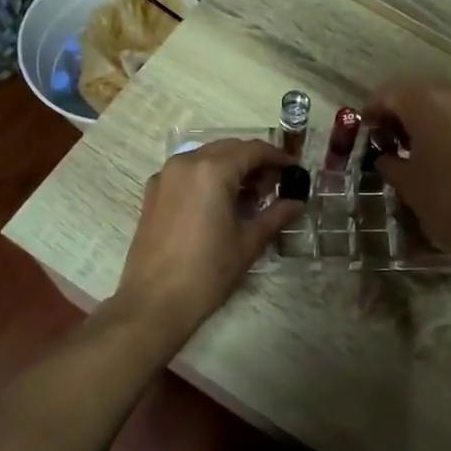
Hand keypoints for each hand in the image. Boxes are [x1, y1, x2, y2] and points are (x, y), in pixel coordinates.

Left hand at [112, 139, 302, 339]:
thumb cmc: (208, 272)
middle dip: (255, 162)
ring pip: (207, 158)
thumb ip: (276, 215)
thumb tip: (297, 203)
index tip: (295, 171)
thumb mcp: (249, 242)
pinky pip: (187, 172)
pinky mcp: (153, 192)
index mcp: (212, 170)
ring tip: (249, 198)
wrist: (154, 302)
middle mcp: (186, 162)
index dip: (278, 158)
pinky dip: (208, 178)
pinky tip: (220, 204)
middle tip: (274, 187)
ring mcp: (165, 176)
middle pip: (229, 149)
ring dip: (231, 169)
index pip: (253, 150)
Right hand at [366, 82, 450, 272]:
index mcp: (426, 103)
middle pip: (418, 92)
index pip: (388, 94)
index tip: (367, 133)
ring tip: (418, 147)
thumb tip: (386, 155)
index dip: (373, 112)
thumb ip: (389, 160)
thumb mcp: (406, 183)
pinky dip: (450, 125)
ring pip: (445, 101)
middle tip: (390, 141)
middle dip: (401, 112)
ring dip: (427, 117)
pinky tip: (445, 151)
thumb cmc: (445, 203)